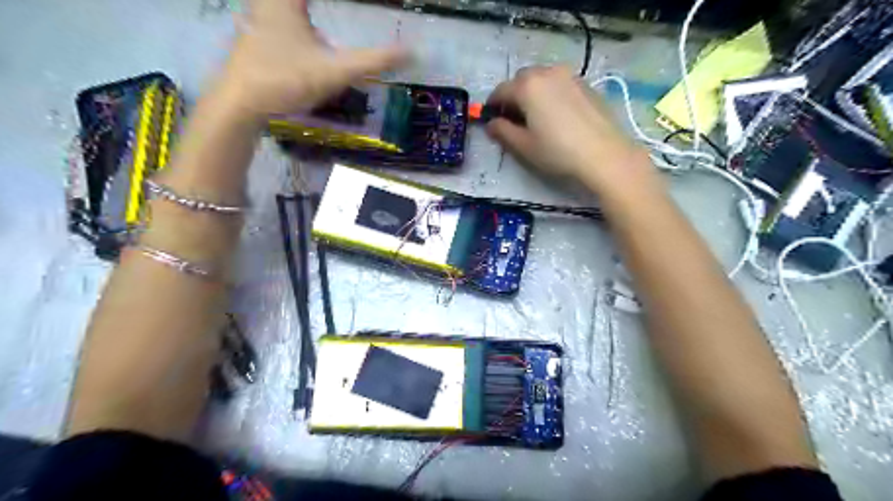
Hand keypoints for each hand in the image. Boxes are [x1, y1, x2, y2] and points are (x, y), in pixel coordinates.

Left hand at [220, 0, 407, 120]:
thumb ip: (373, 61)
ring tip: (316, 14)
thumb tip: (411, 51)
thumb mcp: (335, 71)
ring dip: (303, 8)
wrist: (239, 105)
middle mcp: (268, 0)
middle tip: (345, 10)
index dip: (348, 1)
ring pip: (285, 4)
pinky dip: (297, 13)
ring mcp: (257, 15)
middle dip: (312, 3)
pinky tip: (304, 25)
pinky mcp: (255, 35)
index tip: (372, 2)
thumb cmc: (286, 80)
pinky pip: (279, 12)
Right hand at [486, 65, 653, 190]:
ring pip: (542, 78)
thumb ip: (502, 132)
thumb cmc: (557, 151)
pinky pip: (559, 83)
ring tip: (536, 116)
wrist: (603, 153)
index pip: (500, 91)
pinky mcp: (586, 84)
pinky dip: (551, 93)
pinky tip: (557, 115)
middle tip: (514, 118)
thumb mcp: (524, 146)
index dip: (492, 105)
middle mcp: (547, 73)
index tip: (491, 119)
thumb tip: (491, 124)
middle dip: (513, 95)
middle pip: (521, 79)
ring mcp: (569, 76)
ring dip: (533, 92)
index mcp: (527, 86)